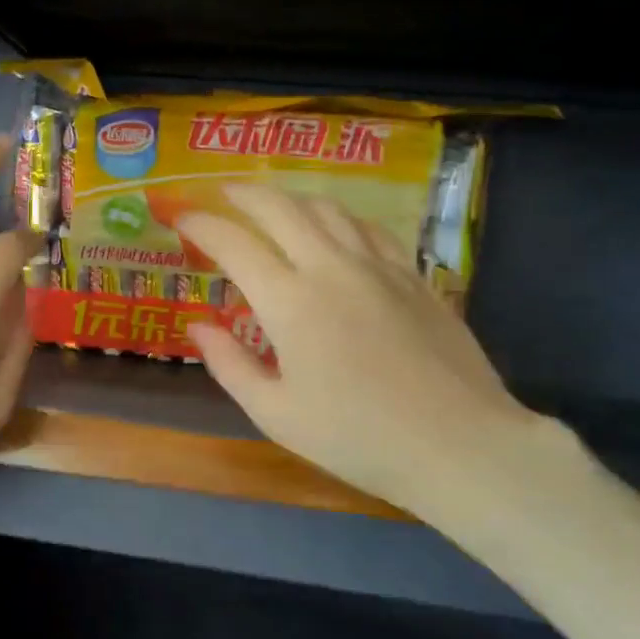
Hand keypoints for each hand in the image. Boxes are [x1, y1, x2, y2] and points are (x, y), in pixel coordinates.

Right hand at [178, 186, 548, 529]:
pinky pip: (368, 228)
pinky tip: (334, 228)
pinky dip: (338, 217)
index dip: (201, 225)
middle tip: (221, 193)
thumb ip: (230, 365)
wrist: (459, 445)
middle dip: (243, 194)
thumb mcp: (276, 413)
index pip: (233, 244)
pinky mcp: (413, 276)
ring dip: (290, 198)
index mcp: (290, 302)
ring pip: (327, 209)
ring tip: (272, 205)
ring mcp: (378, 266)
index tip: (179, 218)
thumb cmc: (357, 437)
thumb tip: (198, 327)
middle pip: (281, 208)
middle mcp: (331, 268)